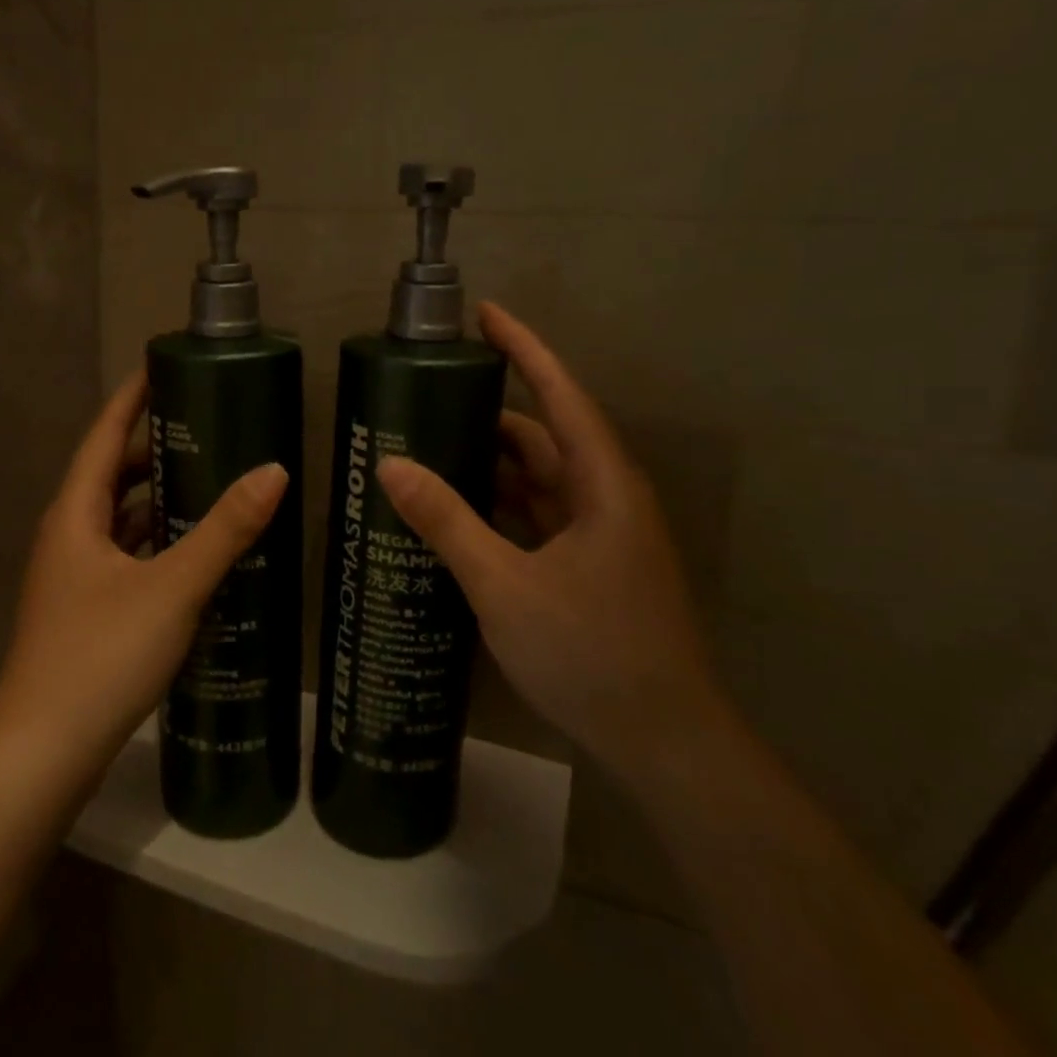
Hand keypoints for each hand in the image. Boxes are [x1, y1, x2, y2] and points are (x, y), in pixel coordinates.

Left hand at [0, 372, 288, 773]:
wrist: (42, 753)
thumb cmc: (99, 655)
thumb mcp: (172, 587)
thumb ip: (224, 530)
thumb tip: (273, 471)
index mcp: (75, 514)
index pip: (104, 436)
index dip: (132, 398)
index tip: (164, 367)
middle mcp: (68, 536)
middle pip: (113, 475)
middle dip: (157, 449)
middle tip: (210, 429)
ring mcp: (74, 577)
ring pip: (121, 520)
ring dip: (160, 499)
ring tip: (213, 483)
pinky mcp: (86, 611)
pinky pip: (127, 556)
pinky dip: (158, 543)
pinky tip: (195, 554)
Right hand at [375, 302, 727, 783]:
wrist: (665, 742)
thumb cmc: (592, 653)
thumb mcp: (505, 585)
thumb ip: (448, 522)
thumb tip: (391, 466)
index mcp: (602, 485)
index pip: (560, 394)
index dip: (524, 349)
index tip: (485, 314)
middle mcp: (605, 498)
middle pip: (543, 436)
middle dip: (487, 413)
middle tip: (425, 399)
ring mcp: (599, 535)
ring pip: (538, 480)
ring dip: (489, 464)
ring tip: (427, 448)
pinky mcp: (589, 567)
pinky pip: (537, 517)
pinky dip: (498, 506)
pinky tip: (457, 512)